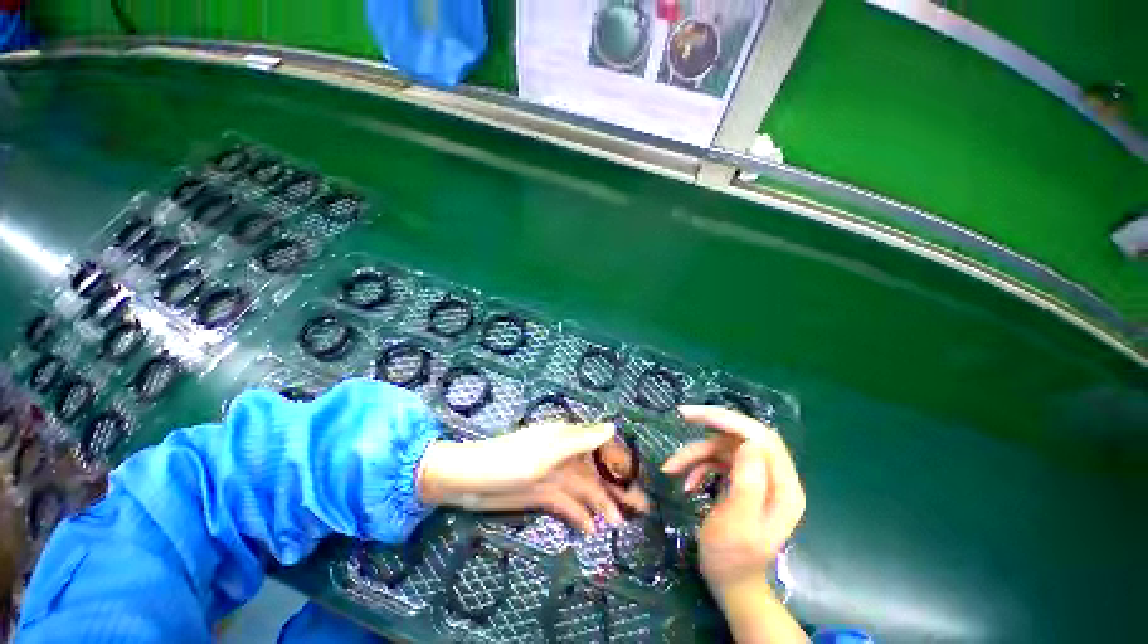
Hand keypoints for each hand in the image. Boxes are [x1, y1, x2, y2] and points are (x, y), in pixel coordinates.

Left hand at [417, 422, 648, 533]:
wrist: (470, 480)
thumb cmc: (511, 460)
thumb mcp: (549, 450)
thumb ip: (581, 440)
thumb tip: (613, 426)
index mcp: (567, 439)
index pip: (601, 447)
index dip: (620, 461)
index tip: (639, 479)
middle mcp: (565, 455)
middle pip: (596, 470)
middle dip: (616, 487)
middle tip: (639, 509)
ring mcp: (554, 476)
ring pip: (585, 489)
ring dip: (600, 505)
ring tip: (616, 526)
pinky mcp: (544, 493)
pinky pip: (567, 503)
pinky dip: (579, 514)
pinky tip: (590, 529)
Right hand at [661, 406, 804, 595]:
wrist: (730, 583)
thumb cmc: (732, 558)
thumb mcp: (737, 524)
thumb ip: (748, 483)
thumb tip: (749, 442)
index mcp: (783, 487)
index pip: (762, 437)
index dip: (731, 420)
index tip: (697, 415)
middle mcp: (773, 477)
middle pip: (742, 436)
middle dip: (711, 424)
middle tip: (682, 415)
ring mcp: (756, 478)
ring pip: (724, 448)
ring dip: (696, 454)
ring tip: (670, 468)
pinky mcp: (740, 482)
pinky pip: (717, 462)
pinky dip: (698, 467)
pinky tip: (686, 484)